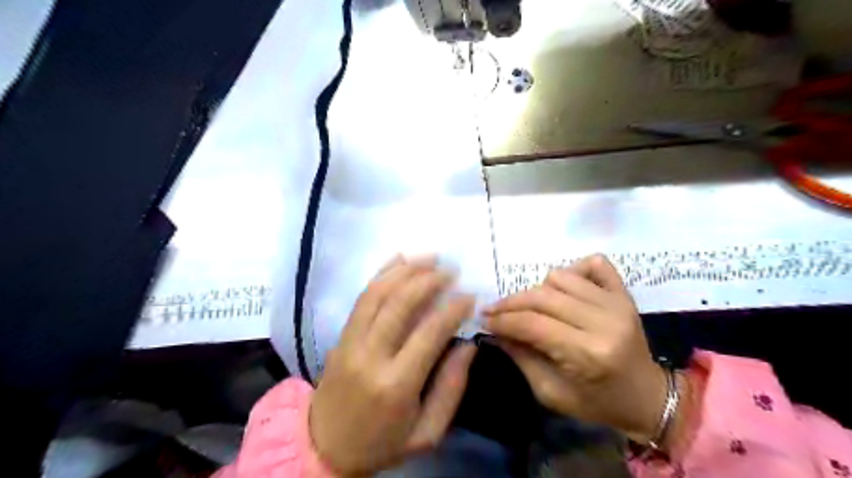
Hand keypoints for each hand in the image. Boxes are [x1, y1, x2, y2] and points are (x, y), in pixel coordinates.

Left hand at [310, 256, 476, 474]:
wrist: (325, 449)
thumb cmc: (383, 443)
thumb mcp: (427, 432)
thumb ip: (451, 387)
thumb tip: (468, 344)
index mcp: (396, 384)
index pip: (429, 333)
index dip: (452, 309)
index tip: (469, 295)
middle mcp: (370, 356)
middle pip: (400, 304)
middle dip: (428, 280)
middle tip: (450, 270)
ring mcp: (350, 342)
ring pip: (377, 294)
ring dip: (405, 270)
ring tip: (430, 258)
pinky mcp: (340, 336)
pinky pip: (361, 298)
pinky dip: (381, 274)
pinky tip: (398, 260)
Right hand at [486, 253, 665, 443]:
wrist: (648, 397)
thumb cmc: (597, 403)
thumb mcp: (550, 393)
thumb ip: (521, 357)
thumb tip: (495, 330)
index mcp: (587, 354)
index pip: (532, 324)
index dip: (502, 319)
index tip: (484, 319)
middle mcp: (603, 321)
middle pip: (542, 297)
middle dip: (511, 303)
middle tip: (494, 311)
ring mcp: (616, 302)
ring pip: (560, 277)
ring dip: (538, 290)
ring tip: (532, 308)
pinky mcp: (624, 293)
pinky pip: (593, 264)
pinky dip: (573, 271)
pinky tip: (564, 289)